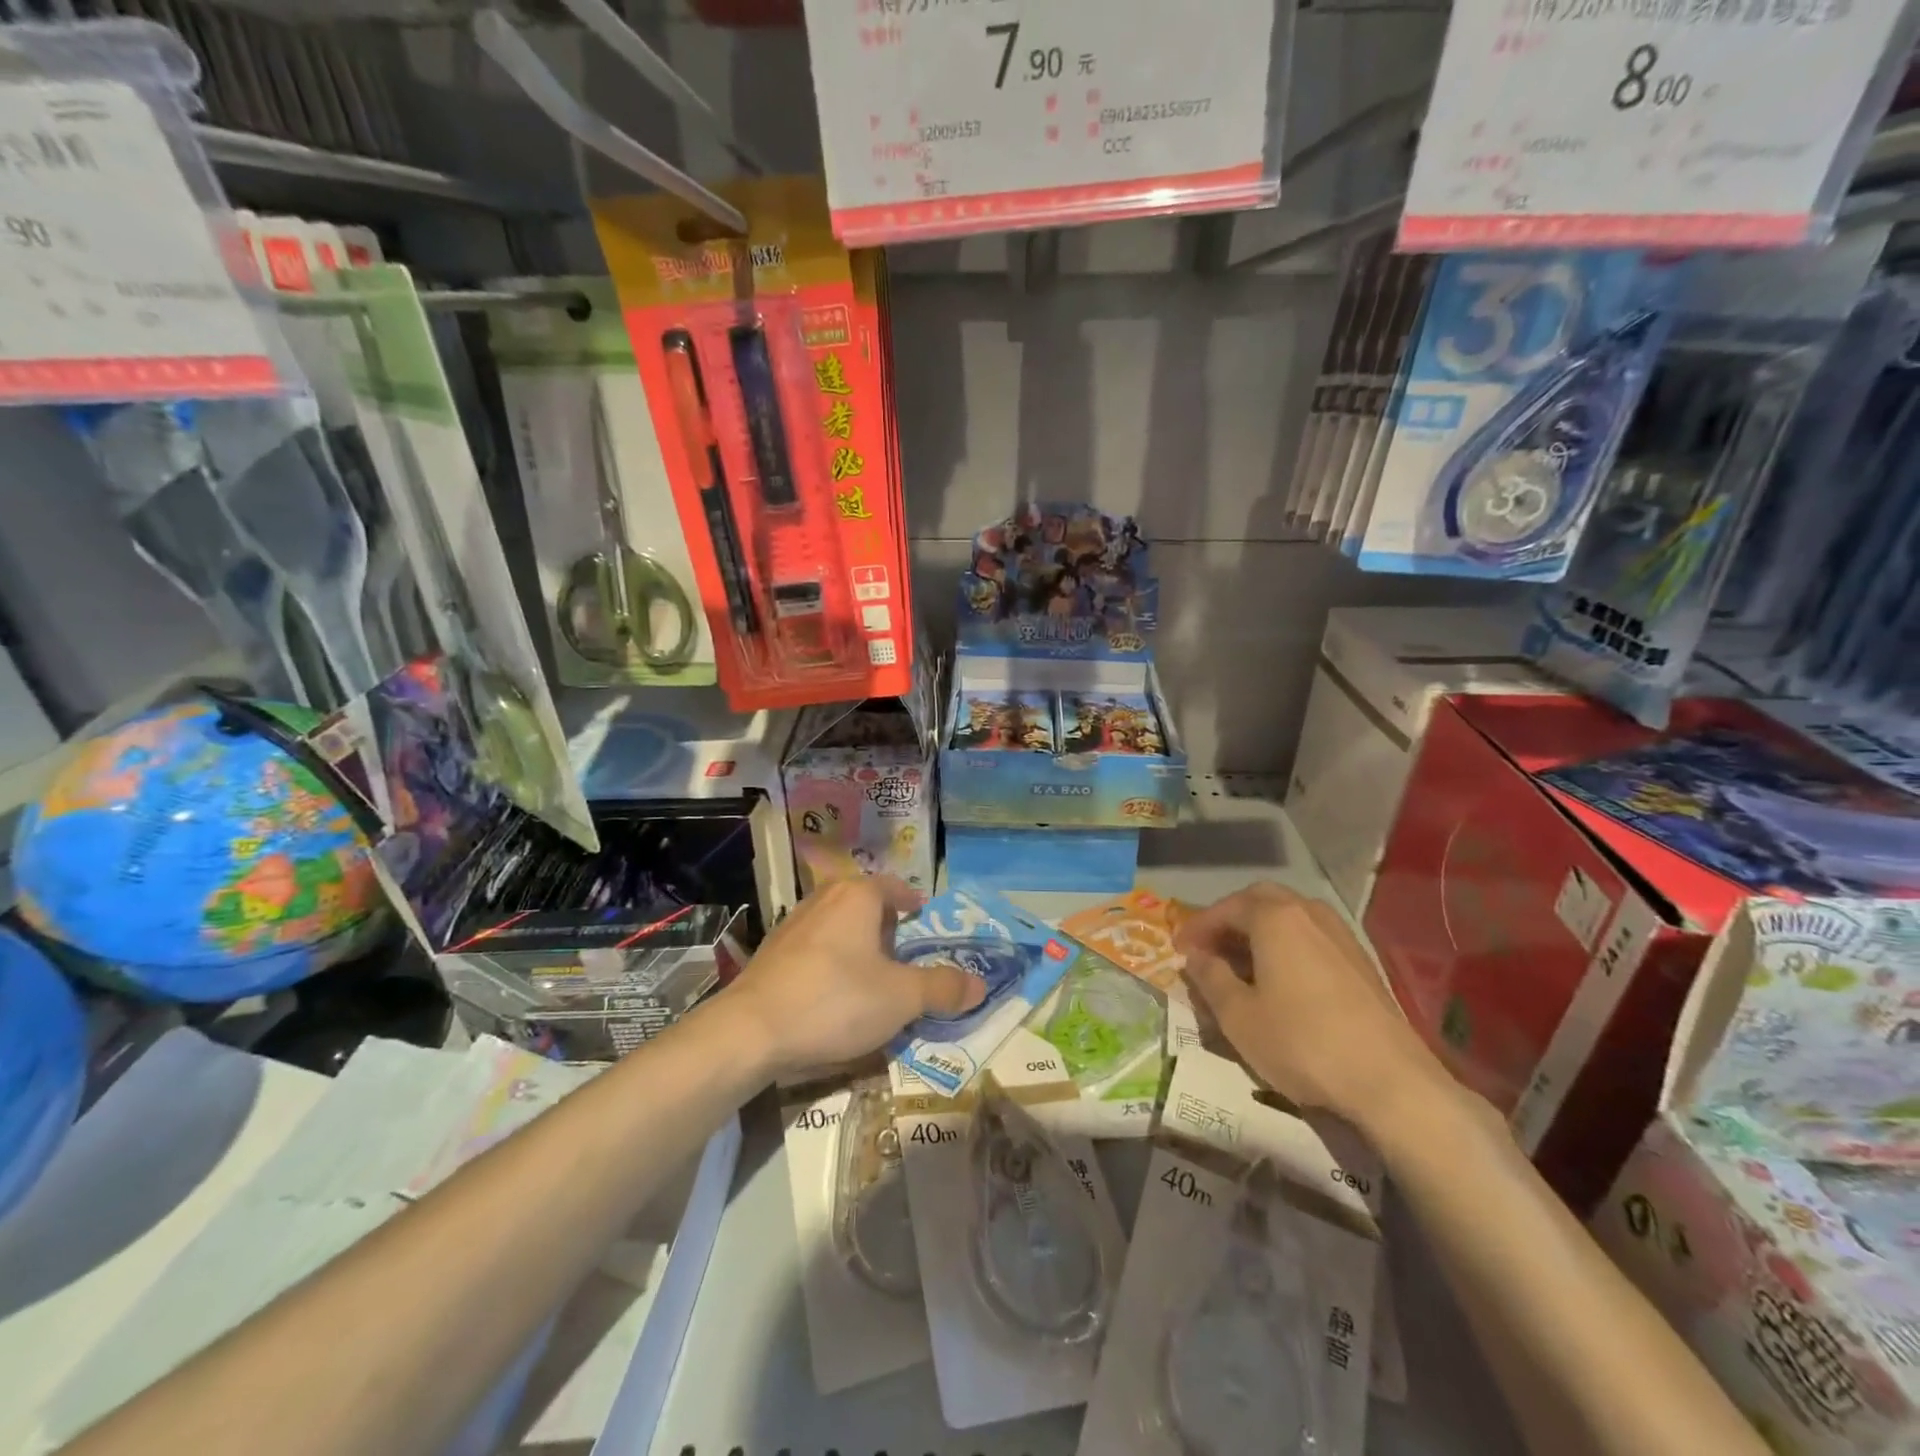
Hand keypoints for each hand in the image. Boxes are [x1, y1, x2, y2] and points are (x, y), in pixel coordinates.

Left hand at [722, 876, 985, 1077]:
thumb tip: (980, 984)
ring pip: (836, 924)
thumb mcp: (901, 998)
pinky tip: (833, 992)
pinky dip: (830, 960)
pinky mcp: (771, 954)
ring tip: (870, 972)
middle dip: (884, 922)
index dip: (911, 900)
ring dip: (855, 942)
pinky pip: (813, 947)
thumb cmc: (835, 1001)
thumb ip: (942, 988)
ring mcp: (792, 925)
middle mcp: (823, 899)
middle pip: (862, 902)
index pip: (893, 887)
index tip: (921, 914)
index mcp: (857, 897)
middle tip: (901, 949)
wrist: (750, 1031)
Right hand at [1174, 882, 1450, 1134]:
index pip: (1225, 908)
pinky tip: (1280, 978)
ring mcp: (1340, 935)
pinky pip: (1311, 936)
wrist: (1391, 1082)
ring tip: (1241, 962)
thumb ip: (1209, 978)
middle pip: (1260, 900)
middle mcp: (1309, 913)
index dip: (1197, 927)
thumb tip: (1194, 957)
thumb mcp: (1238, 1016)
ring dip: (1259, 929)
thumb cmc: (1302, 1043)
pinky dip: (1287, 944)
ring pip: (1290, 916)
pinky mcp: (1361, 962)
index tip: (1178, 949)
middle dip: (1230, 918)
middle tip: (1209, 947)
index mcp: (1275, 918)